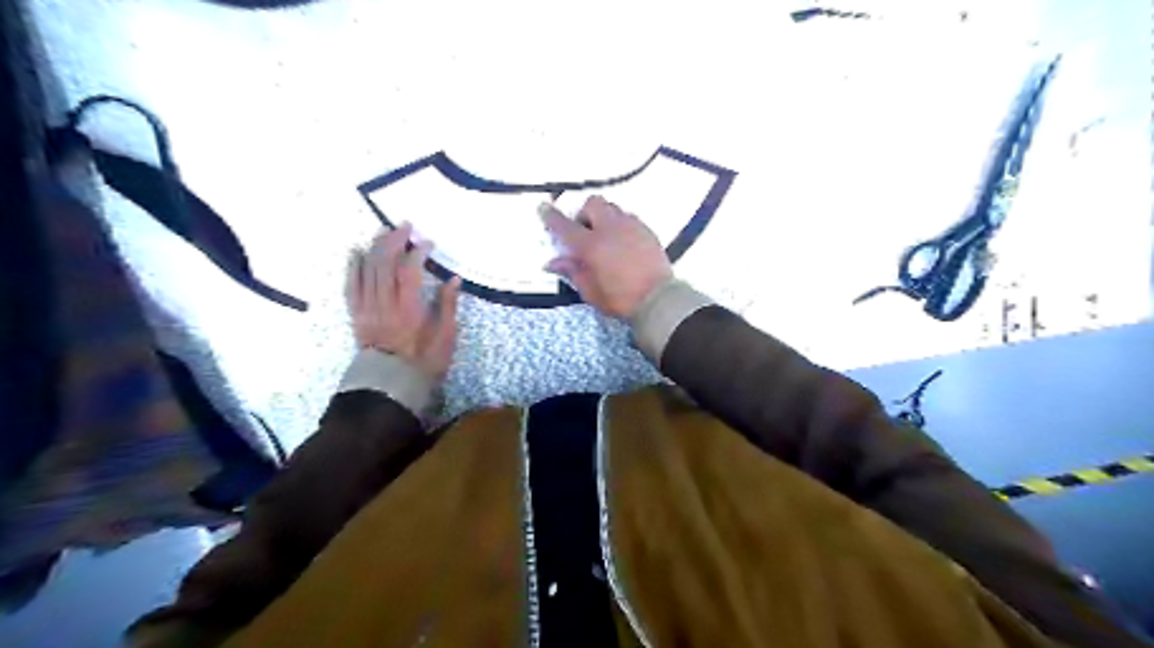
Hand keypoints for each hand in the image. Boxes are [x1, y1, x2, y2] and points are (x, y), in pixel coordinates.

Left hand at [343, 222, 462, 379]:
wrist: (392, 383)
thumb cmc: (425, 360)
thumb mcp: (446, 336)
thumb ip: (448, 305)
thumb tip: (453, 278)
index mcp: (409, 309)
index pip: (409, 271)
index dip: (417, 252)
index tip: (428, 242)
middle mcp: (385, 304)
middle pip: (385, 264)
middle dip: (394, 240)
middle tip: (405, 226)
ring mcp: (367, 308)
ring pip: (367, 270)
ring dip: (375, 247)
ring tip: (384, 232)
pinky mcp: (357, 314)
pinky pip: (351, 285)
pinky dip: (353, 266)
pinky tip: (356, 252)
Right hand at [544, 194, 678, 319]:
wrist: (658, 299)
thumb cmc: (620, 299)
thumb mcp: (590, 291)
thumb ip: (572, 271)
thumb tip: (553, 262)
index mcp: (591, 245)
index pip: (565, 225)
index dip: (551, 216)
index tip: (543, 207)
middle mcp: (610, 229)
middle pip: (592, 204)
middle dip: (584, 213)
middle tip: (584, 232)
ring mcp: (631, 227)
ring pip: (612, 208)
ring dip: (603, 217)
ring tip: (604, 236)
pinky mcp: (647, 231)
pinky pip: (629, 218)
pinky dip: (620, 225)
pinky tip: (622, 242)